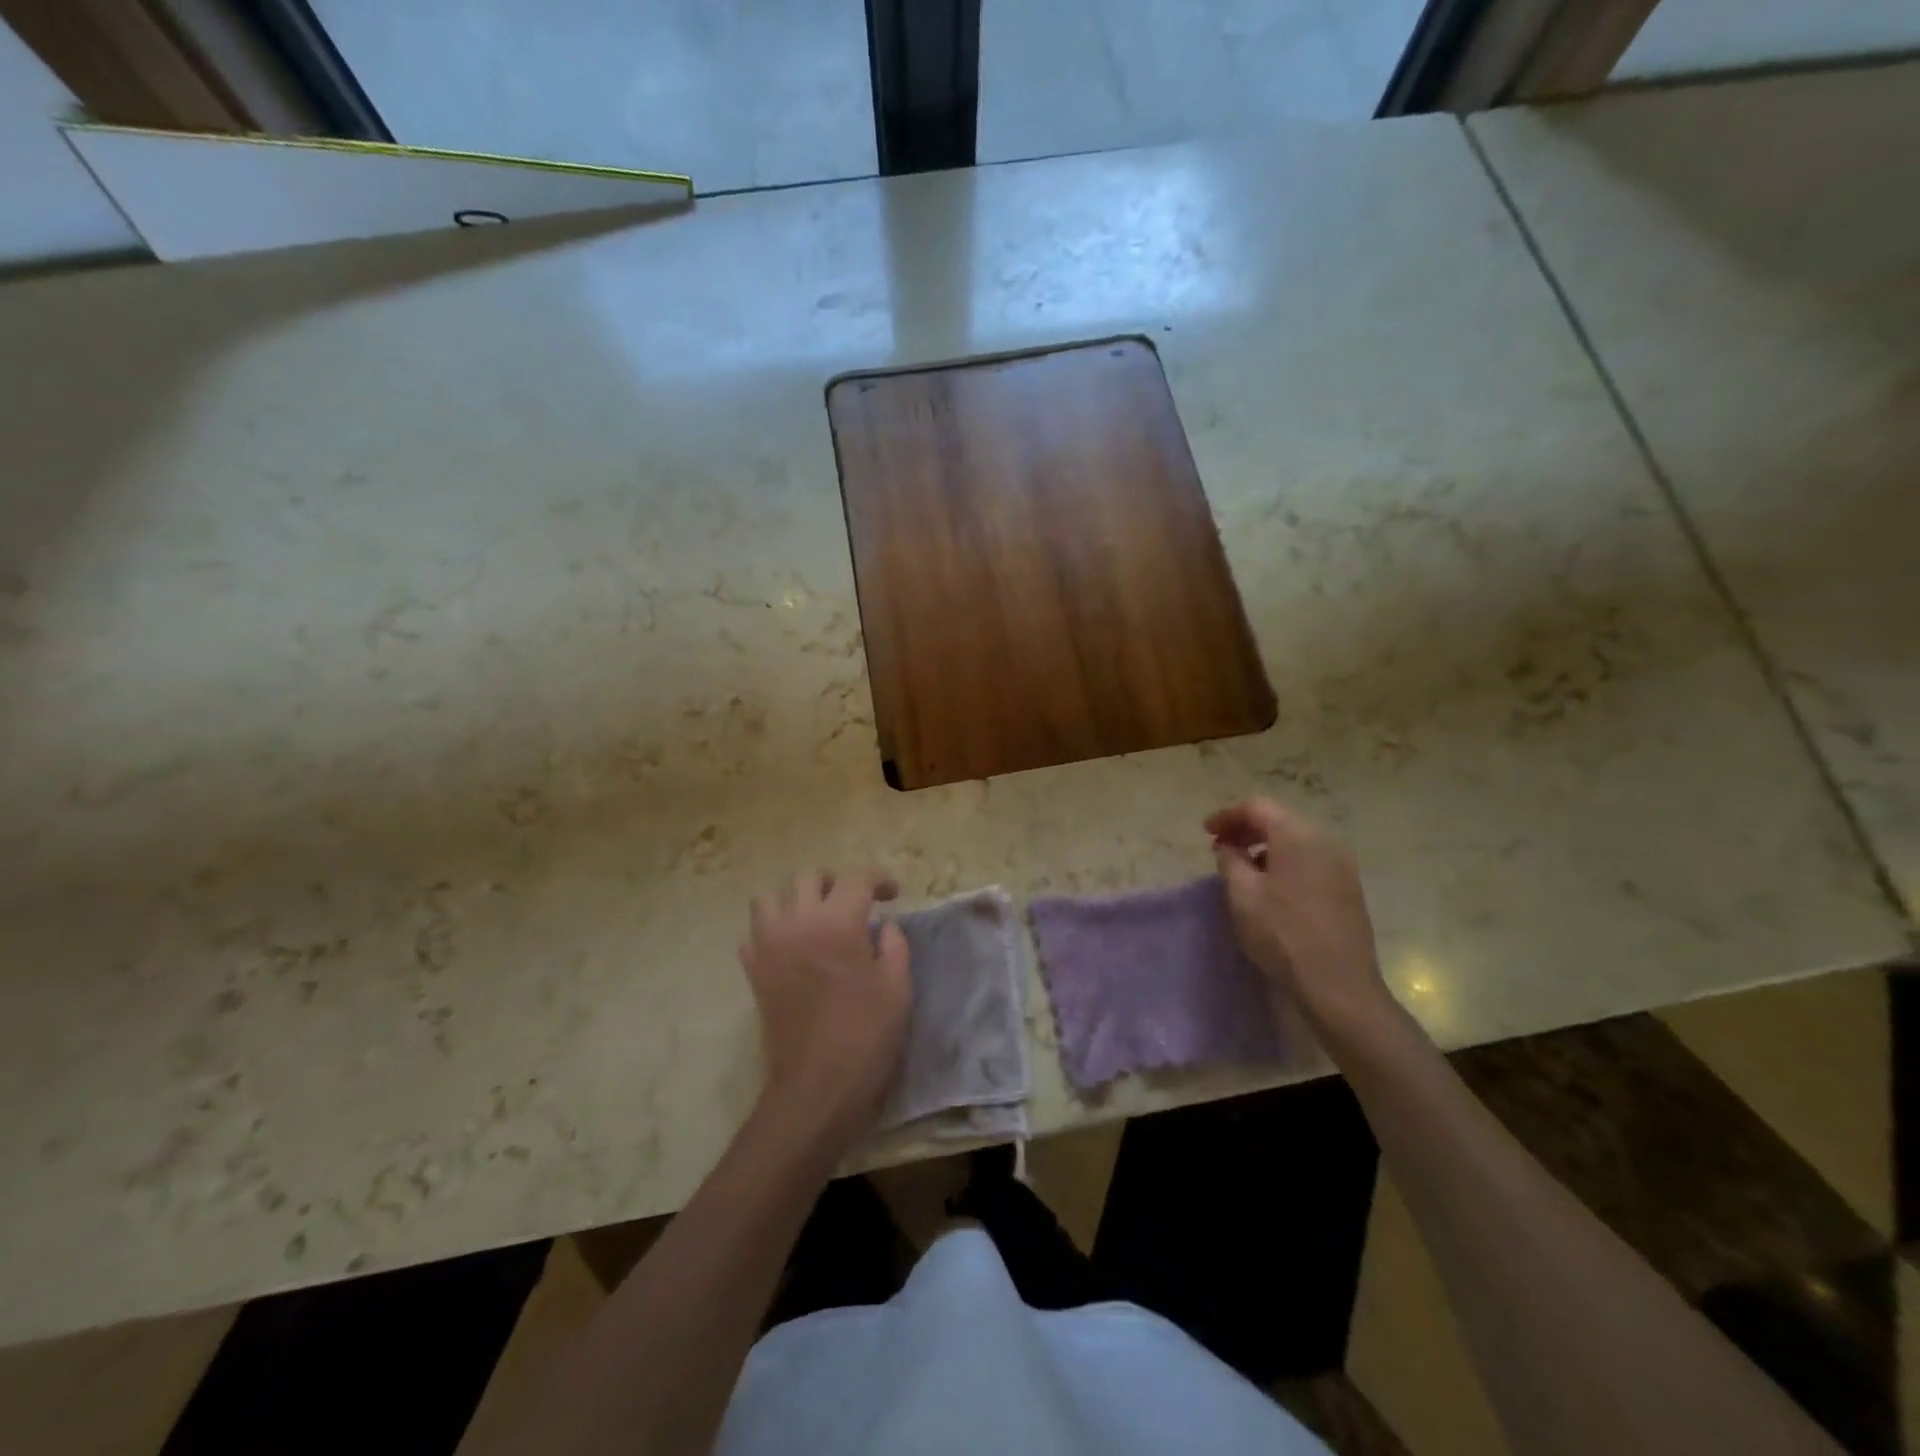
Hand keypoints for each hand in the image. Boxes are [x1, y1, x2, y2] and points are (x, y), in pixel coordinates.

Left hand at [739, 869, 909, 1156]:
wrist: (816, 1088)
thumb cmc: (865, 1036)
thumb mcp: (898, 987)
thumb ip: (894, 945)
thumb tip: (884, 926)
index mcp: (837, 922)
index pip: (856, 878)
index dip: (878, 879)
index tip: (892, 894)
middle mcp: (797, 923)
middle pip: (808, 876)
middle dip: (835, 882)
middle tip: (854, 903)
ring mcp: (769, 946)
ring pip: (771, 898)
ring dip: (796, 900)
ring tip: (817, 919)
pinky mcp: (754, 972)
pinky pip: (755, 934)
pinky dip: (773, 931)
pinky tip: (793, 948)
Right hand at [1204, 799, 1395, 1043]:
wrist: (1338, 986)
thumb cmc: (1282, 934)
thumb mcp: (1242, 894)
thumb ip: (1229, 860)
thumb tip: (1228, 846)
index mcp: (1298, 835)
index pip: (1257, 807)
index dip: (1227, 815)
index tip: (1205, 832)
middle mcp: (1325, 840)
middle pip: (1280, 819)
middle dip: (1247, 828)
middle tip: (1220, 846)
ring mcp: (1342, 864)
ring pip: (1297, 839)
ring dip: (1266, 845)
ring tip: (1243, 866)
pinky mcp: (1349, 887)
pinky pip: (1311, 859)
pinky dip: (1286, 860)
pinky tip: (1272, 885)